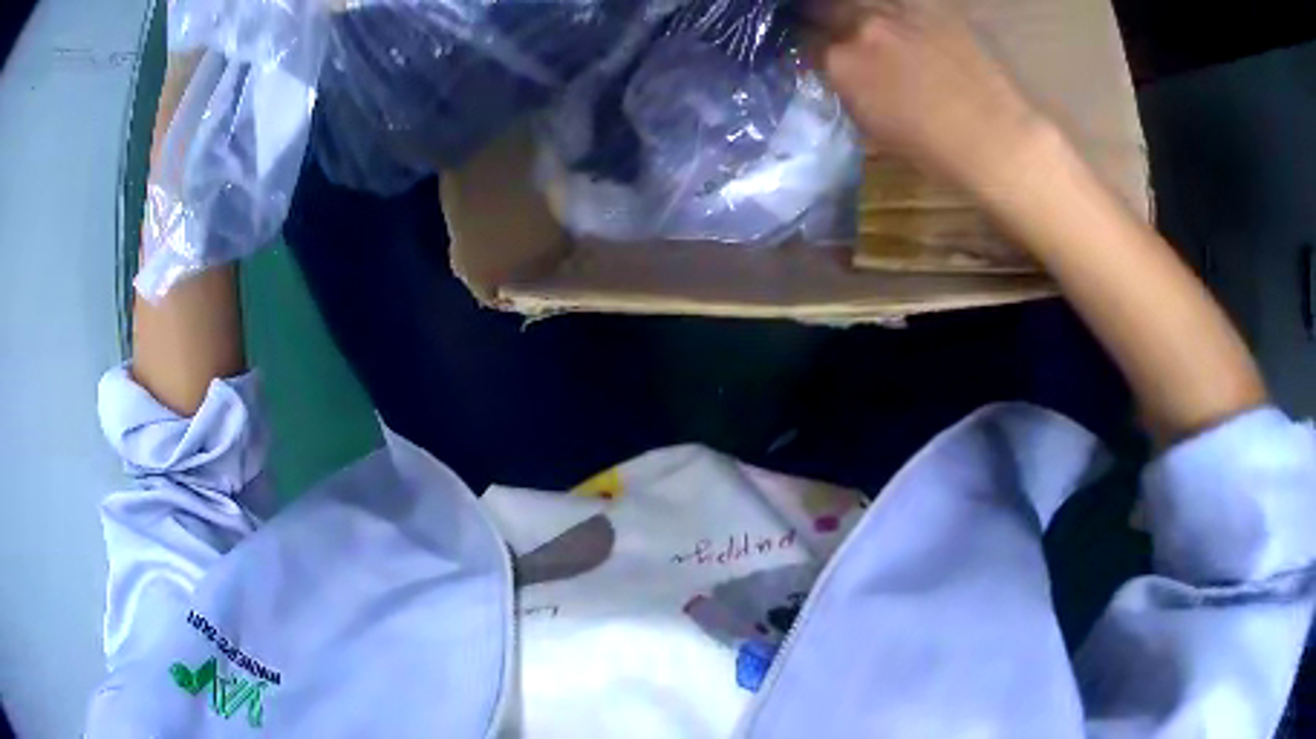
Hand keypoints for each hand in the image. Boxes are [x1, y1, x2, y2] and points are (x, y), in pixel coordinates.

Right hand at [810, 0, 1048, 192]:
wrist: (994, 138)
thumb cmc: (934, 151)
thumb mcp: (873, 127)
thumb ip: (849, 92)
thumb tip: (842, 77)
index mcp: (841, 64)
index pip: (806, 43)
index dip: (810, 48)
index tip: (816, 53)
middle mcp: (862, 28)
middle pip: (827, 9)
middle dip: (826, 20)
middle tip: (840, 35)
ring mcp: (899, 13)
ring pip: (864, 1)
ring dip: (861, 13)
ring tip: (874, 29)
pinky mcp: (934, 9)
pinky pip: (905, 3)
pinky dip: (900, 13)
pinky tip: (909, 29)